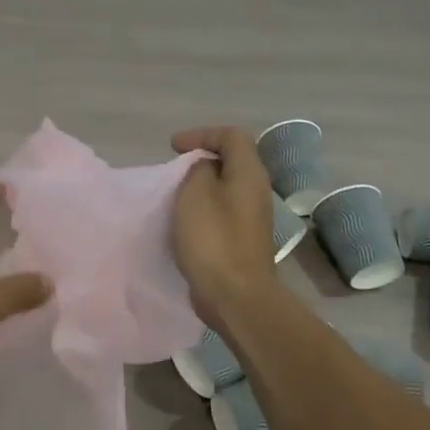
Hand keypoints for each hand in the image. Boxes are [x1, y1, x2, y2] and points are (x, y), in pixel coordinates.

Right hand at [170, 126, 280, 329]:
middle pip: (232, 160)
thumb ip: (199, 169)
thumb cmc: (213, 239)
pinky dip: (203, 209)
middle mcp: (256, 191)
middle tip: (174, 170)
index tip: (173, 147)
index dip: (202, 134)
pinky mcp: (243, 239)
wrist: (235, 295)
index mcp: (249, 173)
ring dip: (201, 186)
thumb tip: (205, 167)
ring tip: (175, 195)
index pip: (232, 135)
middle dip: (201, 159)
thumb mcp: (196, 193)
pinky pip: (222, 211)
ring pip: (226, 188)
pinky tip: (185, 222)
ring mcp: (252, 217)